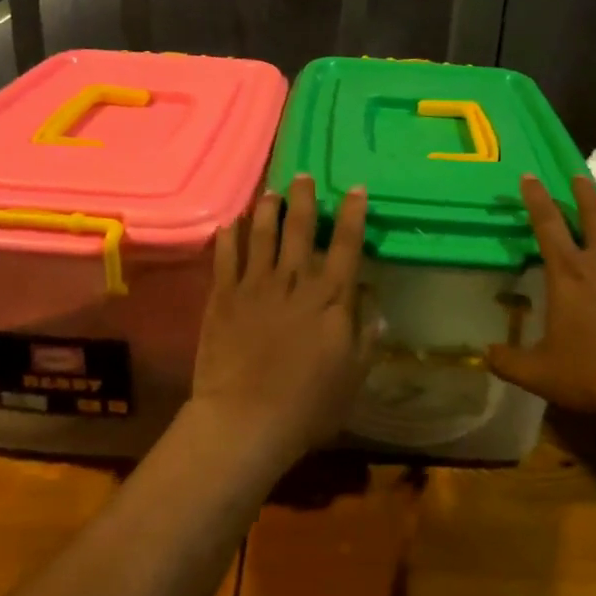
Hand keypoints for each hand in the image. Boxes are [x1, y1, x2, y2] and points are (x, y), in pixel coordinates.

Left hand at [186, 175, 376, 470]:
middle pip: (299, 228)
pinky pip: (226, 256)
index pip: (345, 244)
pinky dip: (229, 236)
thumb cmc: (308, 404)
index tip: (354, 188)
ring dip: (267, 209)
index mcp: (330, 296)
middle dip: (303, 198)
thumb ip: (366, 334)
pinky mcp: (223, 296)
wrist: (246, 419)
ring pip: (262, 233)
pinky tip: (230, 223)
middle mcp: (293, 280)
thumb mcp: (354, 374)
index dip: (351, 213)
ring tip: (270, 191)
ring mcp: (255, 284)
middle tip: (302, 175)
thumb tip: (373, 300)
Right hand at [487, 174, 595, 429]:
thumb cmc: (593, 374)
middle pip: (593, 216)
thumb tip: (484, 353)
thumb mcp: (540, 373)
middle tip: (578, 176)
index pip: (547, 225)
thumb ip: (509, 361)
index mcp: (569, 274)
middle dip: (583, 194)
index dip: (536, 198)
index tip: (530, 176)